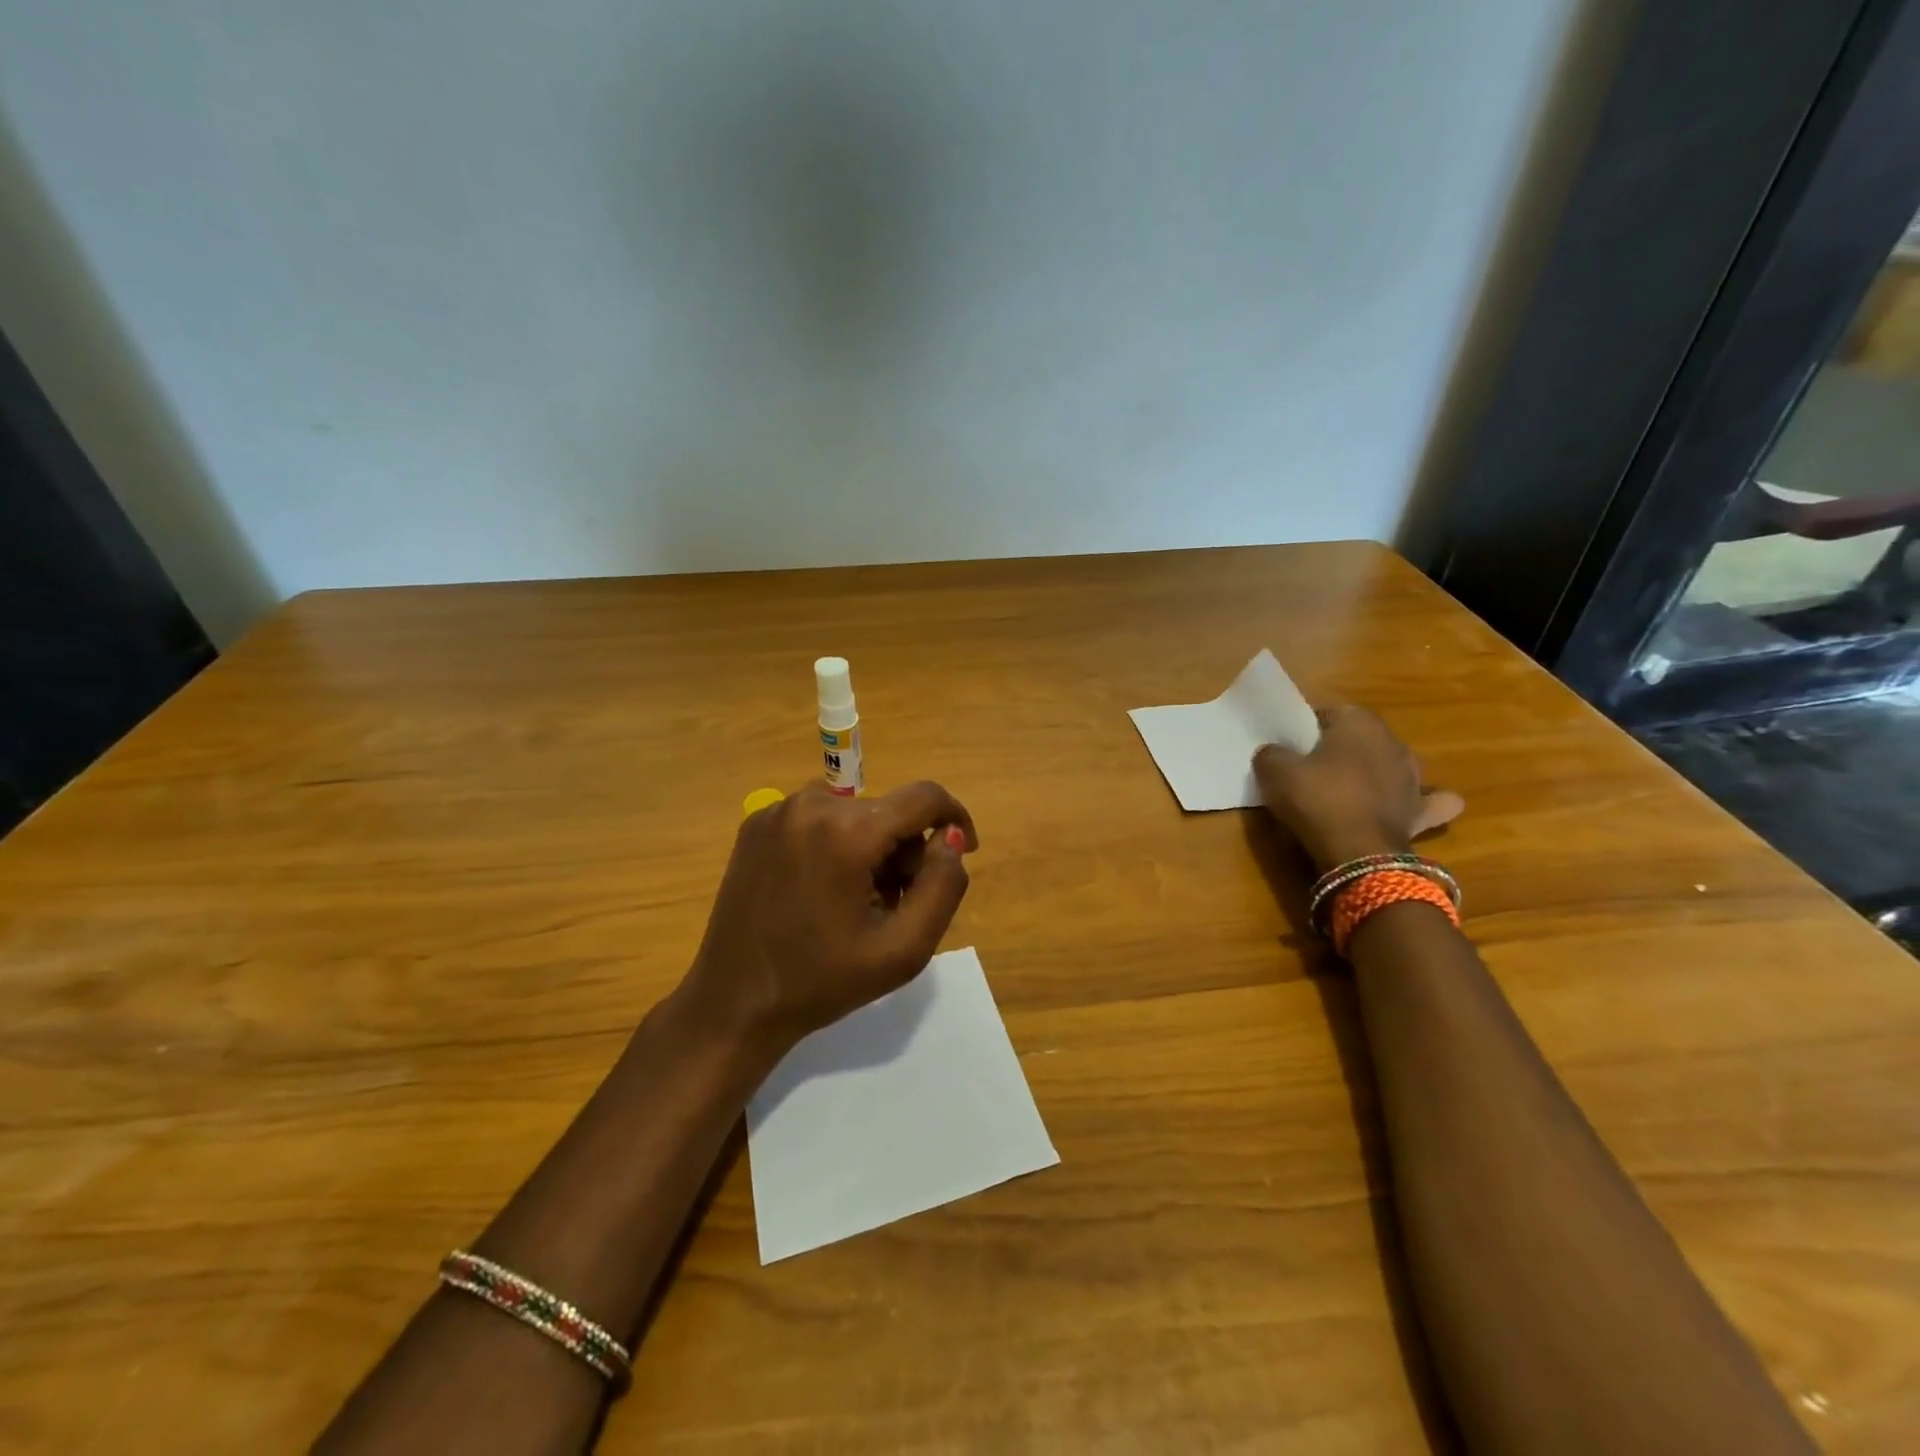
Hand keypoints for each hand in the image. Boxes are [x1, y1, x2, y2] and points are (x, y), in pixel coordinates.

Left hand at [677, 781, 977, 1058]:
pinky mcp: (756, 824)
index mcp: (847, 832)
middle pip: (888, 809)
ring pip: (855, 813)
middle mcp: (810, 804)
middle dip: (906, 849)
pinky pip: (819, 818)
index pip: (925, 797)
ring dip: (872, 847)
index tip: (963, 852)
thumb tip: (951, 838)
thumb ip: (944, 885)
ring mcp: (777, 811)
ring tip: (858, 902)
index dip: (955, 818)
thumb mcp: (904, 949)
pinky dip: (837, 844)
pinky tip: (823, 891)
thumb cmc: (823, 982)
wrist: (734, 1003)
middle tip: (896, 903)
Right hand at [1253, 706, 1464, 871]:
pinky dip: (1419, 802)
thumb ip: (1271, 754)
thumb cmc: (1317, 799)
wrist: (1359, 851)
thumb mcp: (1275, 771)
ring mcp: (1413, 776)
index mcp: (1358, 722)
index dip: (1306, 730)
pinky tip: (1407, 806)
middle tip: (1311, 769)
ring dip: (1374, 772)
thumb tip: (1273, 753)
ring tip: (1348, 790)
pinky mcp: (1422, 810)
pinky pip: (1426, 801)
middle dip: (1340, 749)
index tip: (1289, 748)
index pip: (1327, 713)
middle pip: (1360, 738)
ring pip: (1391, 765)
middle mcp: (1392, 741)